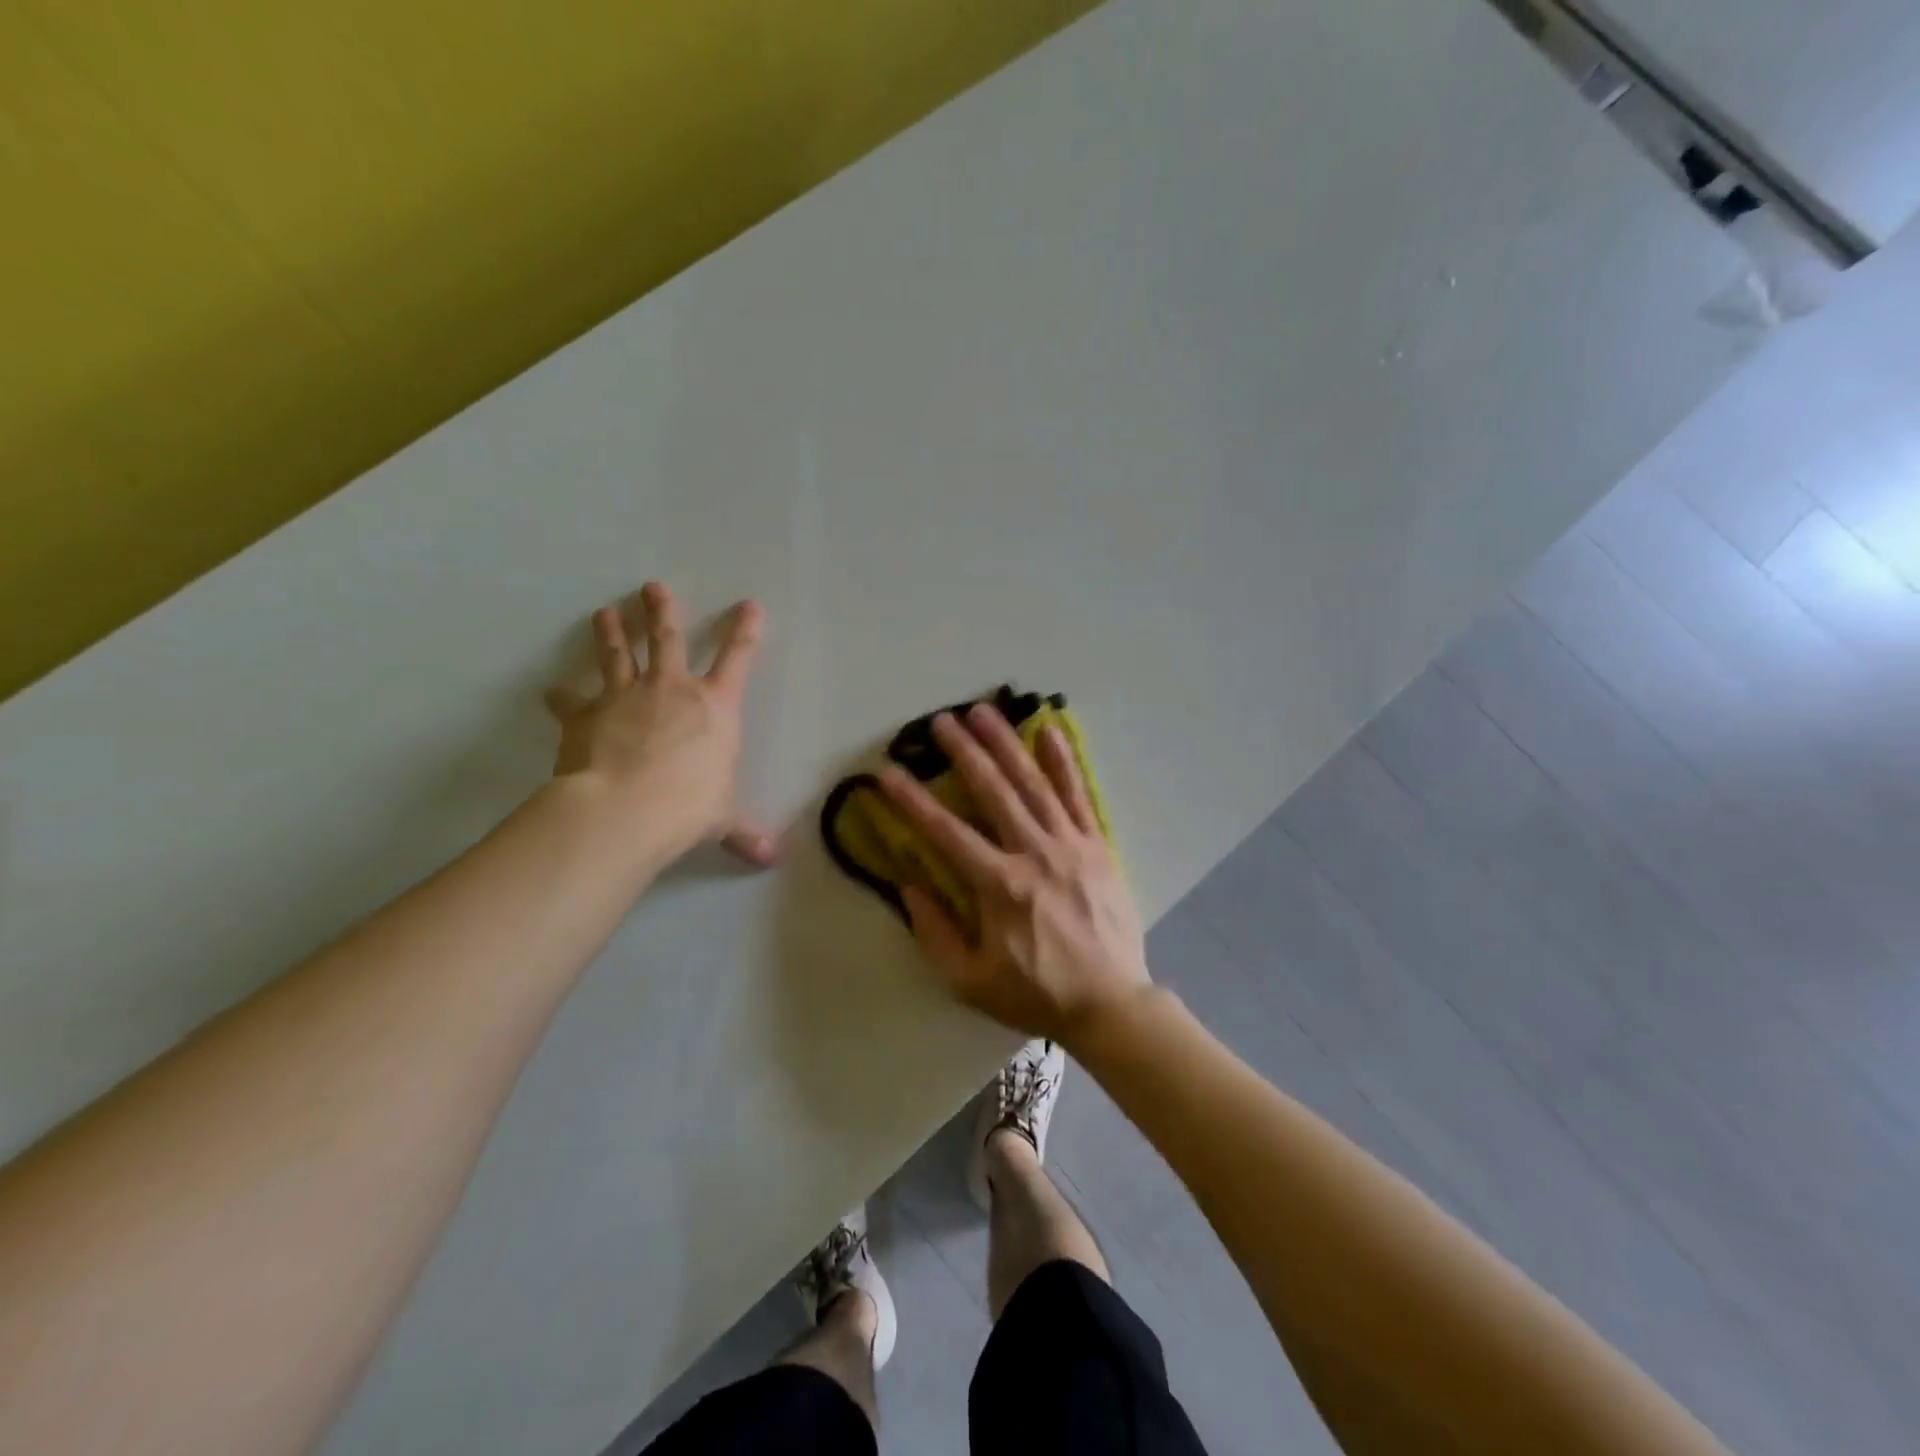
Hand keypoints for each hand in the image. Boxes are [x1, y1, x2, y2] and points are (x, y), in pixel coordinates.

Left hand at [544, 582, 775, 866]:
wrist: (625, 809)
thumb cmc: (688, 807)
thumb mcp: (722, 819)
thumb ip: (742, 833)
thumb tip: (768, 859)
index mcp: (715, 707)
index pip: (738, 659)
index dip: (745, 630)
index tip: (749, 605)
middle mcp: (671, 690)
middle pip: (668, 639)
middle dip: (663, 612)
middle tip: (653, 587)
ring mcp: (625, 696)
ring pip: (618, 654)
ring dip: (612, 632)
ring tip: (605, 613)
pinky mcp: (585, 714)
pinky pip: (571, 700)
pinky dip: (561, 697)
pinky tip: (551, 692)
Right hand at [878, 703, 1151, 1047]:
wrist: (1110, 1004)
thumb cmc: (1035, 994)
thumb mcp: (969, 981)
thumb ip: (934, 932)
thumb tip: (909, 885)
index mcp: (999, 886)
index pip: (946, 833)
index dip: (912, 801)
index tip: (887, 773)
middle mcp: (1034, 854)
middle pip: (993, 792)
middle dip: (964, 752)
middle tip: (941, 720)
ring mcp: (1070, 845)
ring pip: (1034, 784)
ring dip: (1007, 744)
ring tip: (985, 711)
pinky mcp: (1098, 846)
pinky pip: (1079, 796)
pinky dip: (1064, 762)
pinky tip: (1050, 732)